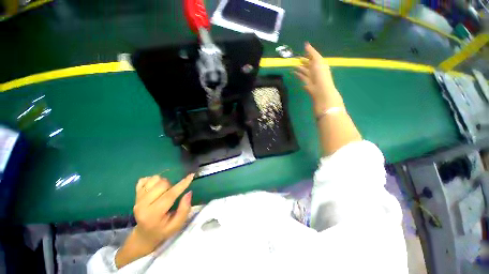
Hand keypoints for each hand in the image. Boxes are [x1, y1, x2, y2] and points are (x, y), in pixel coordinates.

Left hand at [115, 174, 194, 267]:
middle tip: (172, 194)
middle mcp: (142, 205)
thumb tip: (189, 192)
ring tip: (164, 191)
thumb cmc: (163, 230)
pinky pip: (145, 179)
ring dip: (163, 182)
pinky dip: (153, 180)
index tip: (191, 176)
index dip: (182, 185)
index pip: (170, 195)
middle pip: (162, 184)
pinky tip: (155, 188)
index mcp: (153, 215)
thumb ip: (184, 209)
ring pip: (154, 179)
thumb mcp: (177, 225)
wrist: (144, 235)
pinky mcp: (135, 194)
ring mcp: (137, 198)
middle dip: (172, 185)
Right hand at [295, 42, 342, 114]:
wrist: (320, 89)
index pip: (314, 57)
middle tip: (296, 58)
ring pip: (304, 71)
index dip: (309, 53)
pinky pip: (301, 77)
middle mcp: (316, 69)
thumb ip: (312, 52)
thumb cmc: (320, 73)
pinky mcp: (306, 83)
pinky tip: (293, 72)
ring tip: (293, 65)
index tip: (303, 50)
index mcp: (320, 63)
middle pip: (309, 64)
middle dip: (303, 61)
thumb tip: (306, 44)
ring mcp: (311, 77)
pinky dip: (297, 74)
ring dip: (299, 68)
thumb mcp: (318, 60)